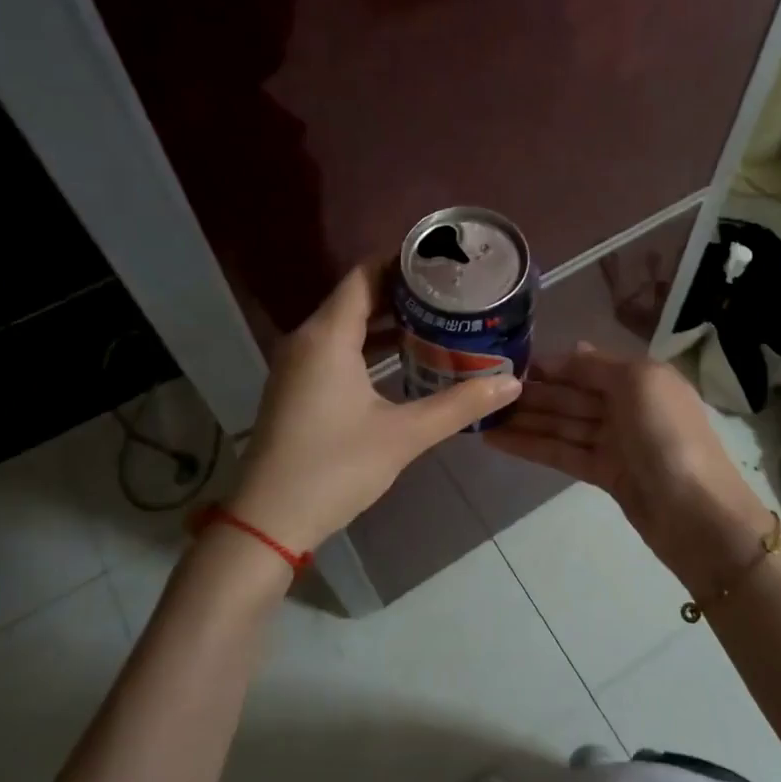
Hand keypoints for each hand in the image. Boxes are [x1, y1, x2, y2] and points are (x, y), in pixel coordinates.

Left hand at [230, 262, 521, 553]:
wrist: (269, 519)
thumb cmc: (335, 468)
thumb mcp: (403, 435)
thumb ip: (459, 405)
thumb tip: (511, 383)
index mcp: (327, 336)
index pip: (365, 276)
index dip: (401, 262)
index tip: (441, 262)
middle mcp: (306, 339)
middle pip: (355, 296)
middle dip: (401, 291)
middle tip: (448, 291)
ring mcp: (296, 364)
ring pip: (344, 324)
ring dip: (384, 320)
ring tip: (434, 318)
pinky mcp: (296, 387)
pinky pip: (334, 348)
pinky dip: (366, 344)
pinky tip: (400, 358)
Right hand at [484, 343, 770, 592]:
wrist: (697, 514)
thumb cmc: (668, 435)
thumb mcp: (638, 383)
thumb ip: (598, 366)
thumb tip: (572, 348)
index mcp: (640, 378)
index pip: (586, 366)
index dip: (550, 365)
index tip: (508, 362)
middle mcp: (627, 406)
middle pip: (570, 395)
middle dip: (531, 393)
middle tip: (482, 390)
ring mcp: (615, 442)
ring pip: (562, 424)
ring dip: (524, 419)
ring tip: (480, 416)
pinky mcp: (604, 474)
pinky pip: (561, 452)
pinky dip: (532, 446)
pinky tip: (497, 441)